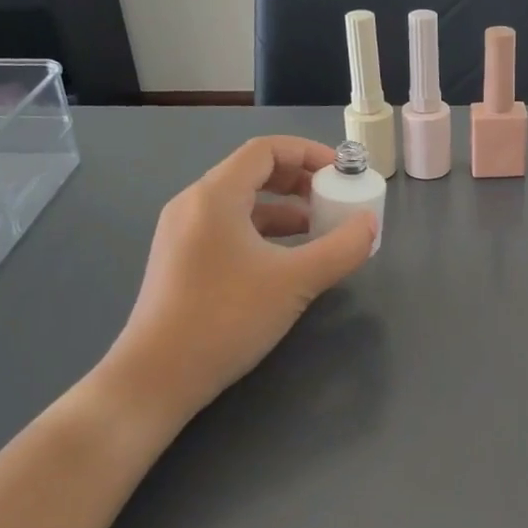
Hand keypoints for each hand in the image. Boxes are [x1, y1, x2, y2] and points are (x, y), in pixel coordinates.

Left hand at [97, 136, 375, 420]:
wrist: (156, 378)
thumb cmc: (226, 318)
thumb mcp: (295, 282)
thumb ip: (341, 249)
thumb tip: (370, 225)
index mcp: (215, 196)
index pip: (266, 149)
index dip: (310, 153)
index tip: (343, 173)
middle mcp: (193, 204)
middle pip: (253, 172)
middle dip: (300, 181)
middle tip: (334, 200)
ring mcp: (182, 234)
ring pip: (242, 204)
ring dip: (284, 209)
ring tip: (319, 231)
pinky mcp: (182, 261)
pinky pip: (229, 229)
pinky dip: (263, 232)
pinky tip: (286, 260)